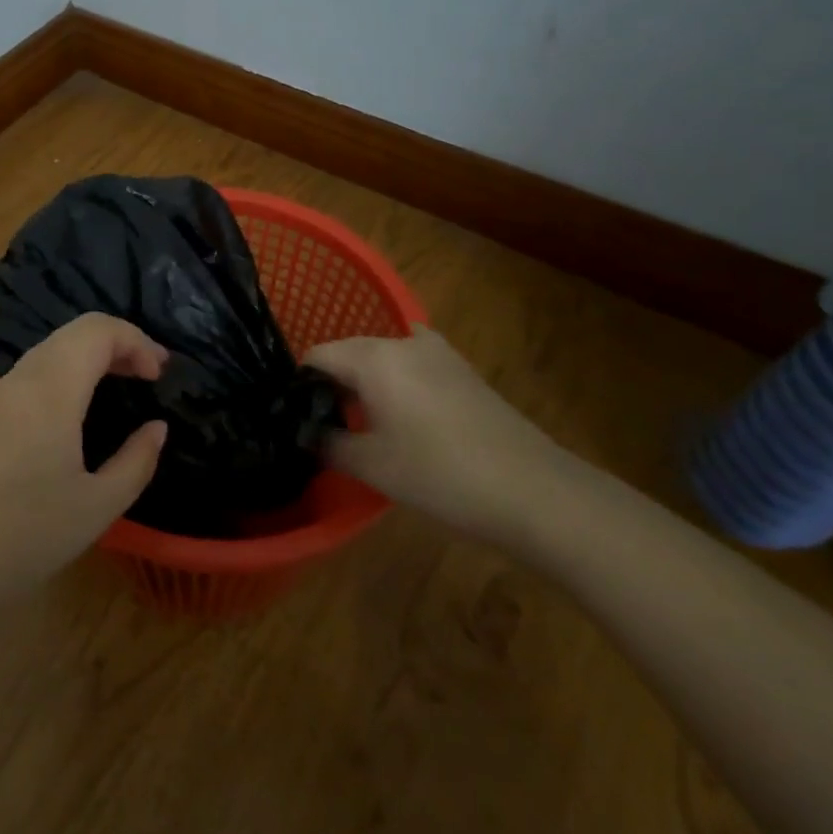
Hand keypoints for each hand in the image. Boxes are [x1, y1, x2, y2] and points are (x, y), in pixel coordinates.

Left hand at [0, 314, 169, 611]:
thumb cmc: (25, 536)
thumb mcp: (96, 507)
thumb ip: (136, 460)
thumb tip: (156, 427)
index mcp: (51, 389)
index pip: (98, 330)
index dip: (137, 340)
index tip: (160, 375)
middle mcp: (21, 378)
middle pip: (75, 331)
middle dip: (118, 342)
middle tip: (149, 374)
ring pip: (52, 348)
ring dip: (91, 355)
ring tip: (121, 385)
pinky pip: (33, 371)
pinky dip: (67, 371)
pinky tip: (78, 409)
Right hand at [306, 328, 571, 539]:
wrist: (534, 491)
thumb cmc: (441, 475)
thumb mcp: (373, 465)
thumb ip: (328, 443)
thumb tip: (304, 432)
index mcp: (373, 358)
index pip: (317, 355)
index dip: (301, 384)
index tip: (298, 417)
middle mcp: (401, 342)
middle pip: (349, 351)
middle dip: (332, 383)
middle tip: (327, 425)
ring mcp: (437, 352)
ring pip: (381, 356)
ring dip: (366, 381)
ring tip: (365, 422)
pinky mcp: (462, 369)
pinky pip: (412, 361)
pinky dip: (398, 378)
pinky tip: (403, 409)